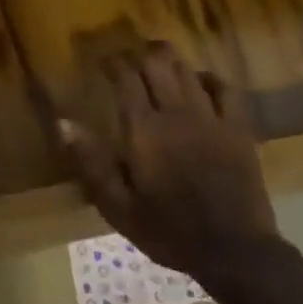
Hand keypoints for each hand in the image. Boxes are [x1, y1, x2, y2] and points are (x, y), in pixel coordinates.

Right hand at [60, 42, 291, 291]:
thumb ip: (91, 161)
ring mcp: (212, 118)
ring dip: (170, 61)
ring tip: (158, 61)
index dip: (114, 63)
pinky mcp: (238, 129)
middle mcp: (177, 114)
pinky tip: (200, 80)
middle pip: (158, 65)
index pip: (126, 79)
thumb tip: (64, 122)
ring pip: (188, 71)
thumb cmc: (168, 231)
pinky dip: (208, 78)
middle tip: (129, 59)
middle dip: (140, 54)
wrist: (233, 249)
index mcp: (144, 131)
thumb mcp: (117, 206)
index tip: (103, 62)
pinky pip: (225, 89)